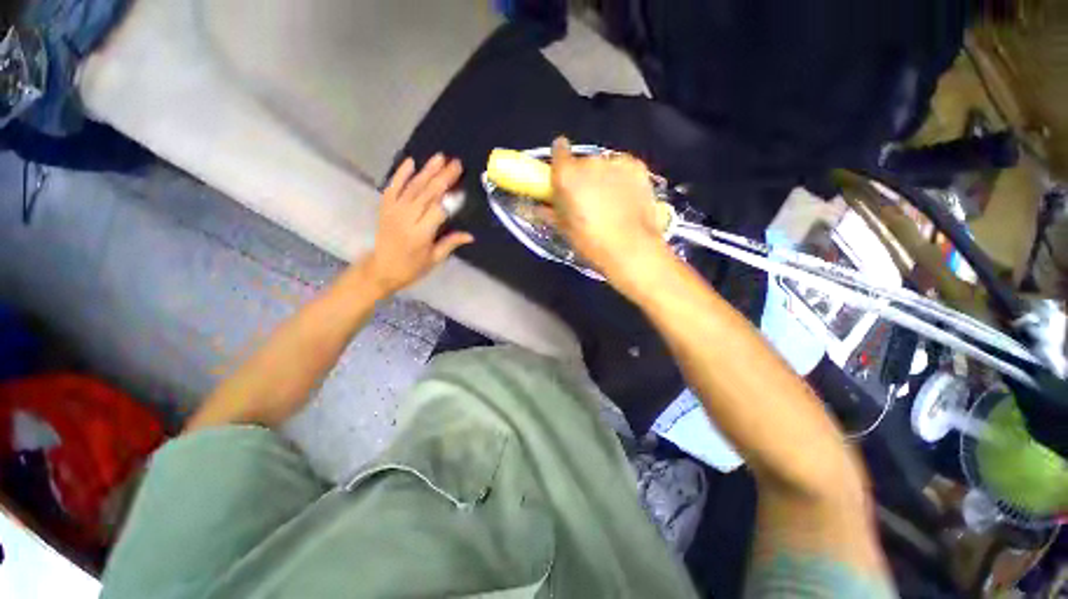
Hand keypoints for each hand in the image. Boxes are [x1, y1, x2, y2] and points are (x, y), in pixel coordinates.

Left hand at [364, 155, 473, 293]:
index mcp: (420, 234)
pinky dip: (401, 174)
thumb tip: (470, 235)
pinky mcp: (385, 207)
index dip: (451, 199)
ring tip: (440, 157)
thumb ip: (451, 243)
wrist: (382, 269)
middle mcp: (406, 218)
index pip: (438, 210)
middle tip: (456, 164)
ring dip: (427, 171)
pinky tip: (411, 162)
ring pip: (413, 187)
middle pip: (427, 194)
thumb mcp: (434, 259)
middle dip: (443, 178)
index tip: (463, 188)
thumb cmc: (412, 267)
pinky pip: (393, 187)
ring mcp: (393, 210)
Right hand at [550, 137, 668, 281]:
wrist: (632, 249)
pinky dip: (622, 179)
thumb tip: (540, 206)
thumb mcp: (565, 230)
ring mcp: (616, 162)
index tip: (562, 174)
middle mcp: (590, 162)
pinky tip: (626, 199)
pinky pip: (623, 169)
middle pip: (582, 162)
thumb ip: (550, 212)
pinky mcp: (637, 167)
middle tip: (587, 199)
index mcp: (567, 176)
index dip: (560, 161)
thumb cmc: (591, 243)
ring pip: (604, 166)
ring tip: (611, 202)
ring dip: (603, 178)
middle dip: (583, 177)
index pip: (559, 150)